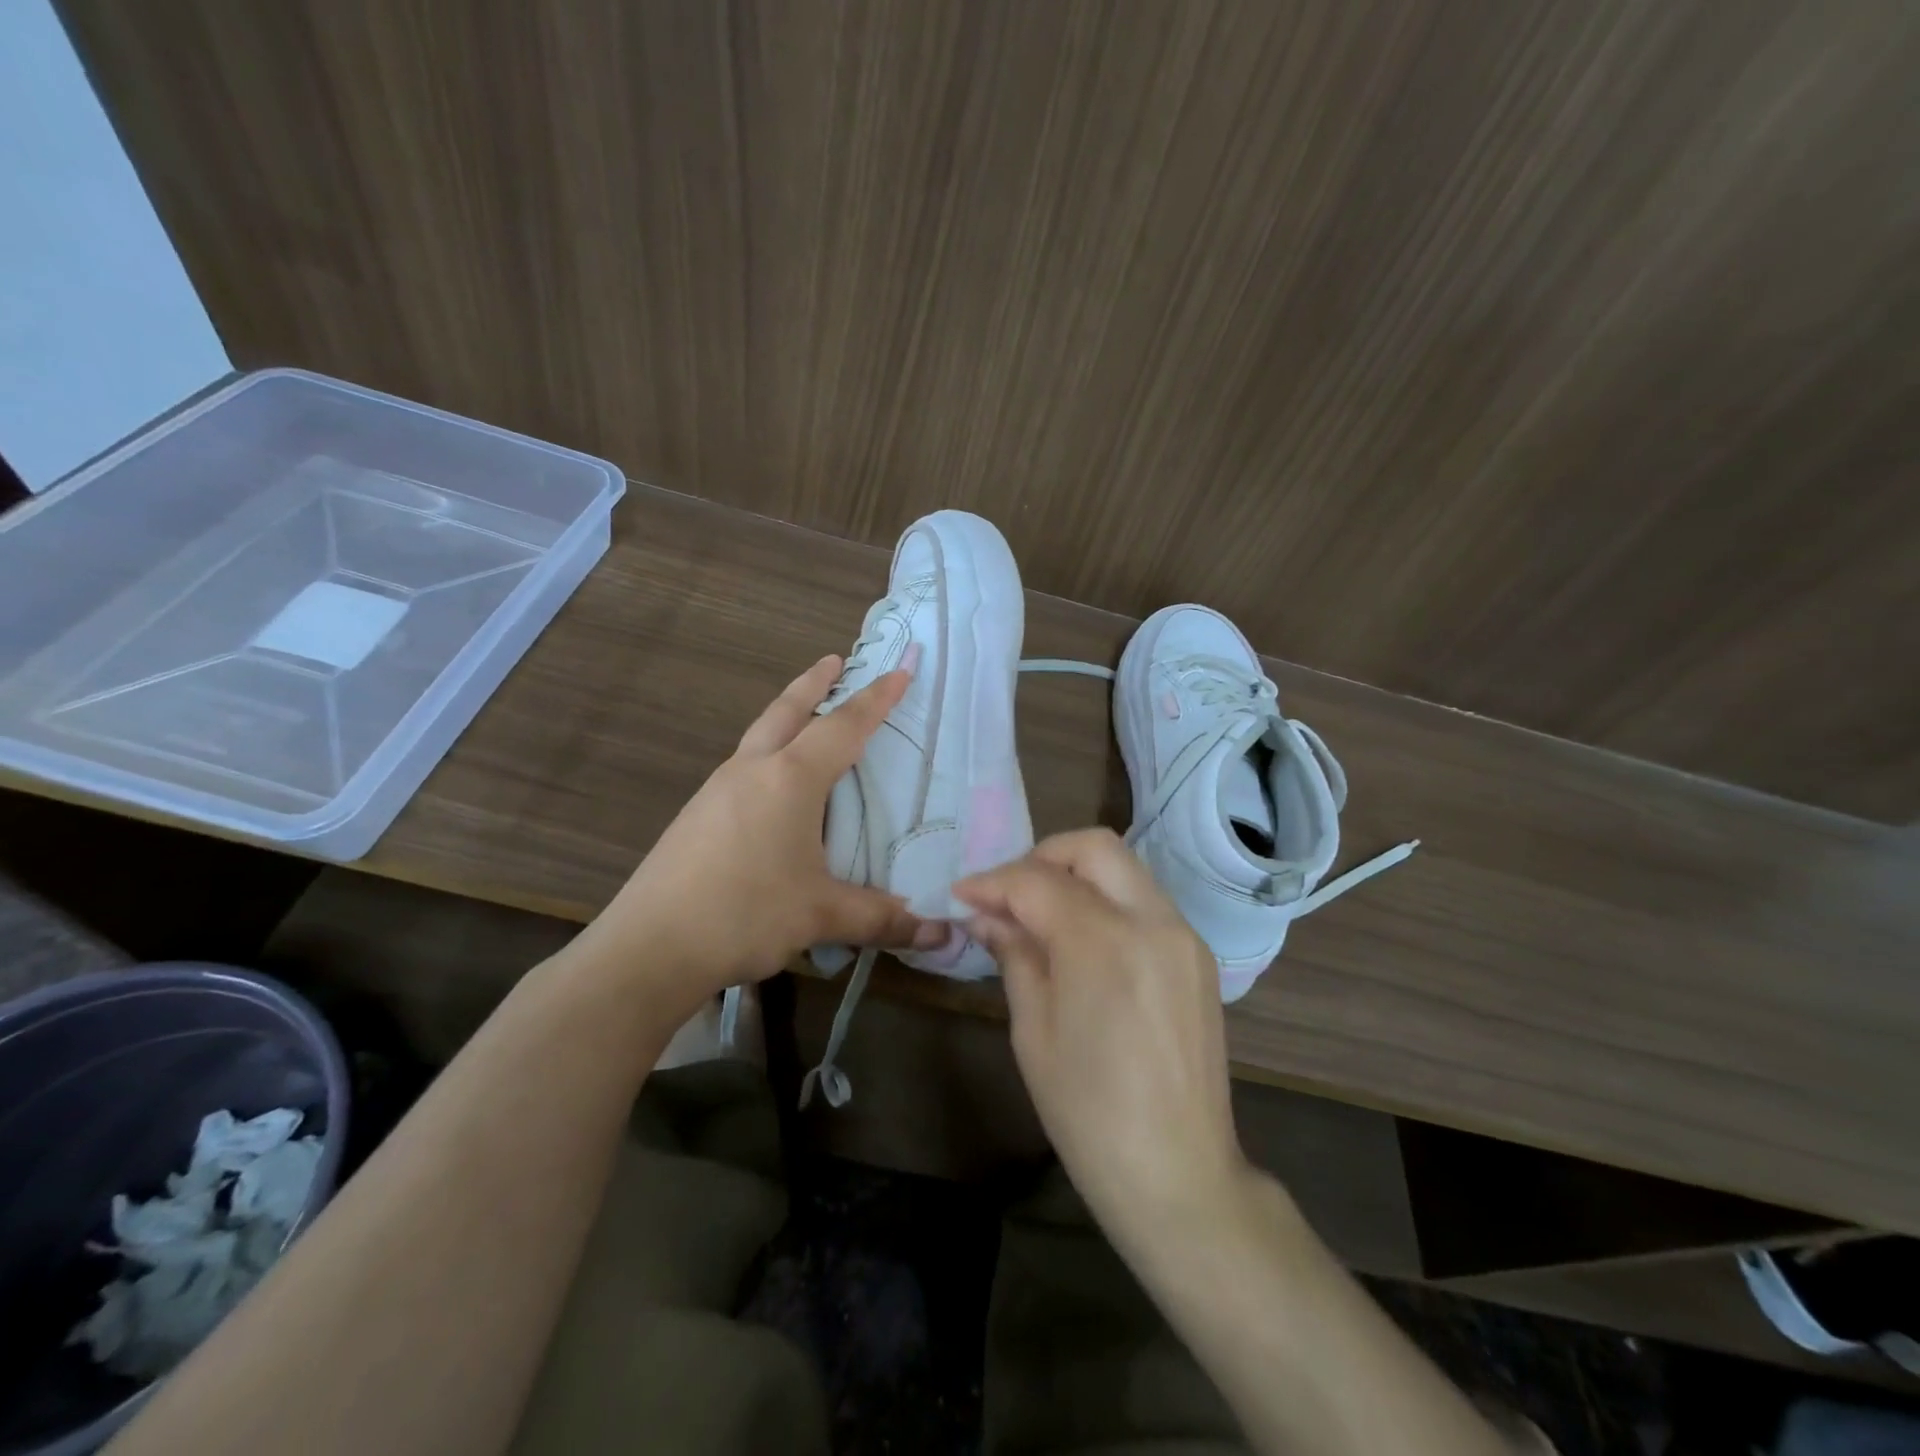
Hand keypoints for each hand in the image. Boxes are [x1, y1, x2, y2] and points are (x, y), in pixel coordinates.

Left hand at [579, 655, 945, 1015]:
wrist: (650, 946)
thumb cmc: (745, 914)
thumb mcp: (822, 915)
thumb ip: (883, 918)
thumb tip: (941, 934)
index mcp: (789, 779)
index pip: (843, 727)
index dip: (876, 699)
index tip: (899, 671)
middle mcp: (751, 770)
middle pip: (787, 710)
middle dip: (814, 682)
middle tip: (835, 660)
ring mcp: (716, 790)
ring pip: (759, 735)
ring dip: (787, 715)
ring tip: (807, 718)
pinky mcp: (696, 815)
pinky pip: (742, 766)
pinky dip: (767, 753)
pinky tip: (771, 785)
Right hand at [954, 829, 1251, 1245]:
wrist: (1178, 1174)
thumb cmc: (1088, 1113)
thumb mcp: (1033, 1031)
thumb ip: (1014, 955)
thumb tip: (987, 915)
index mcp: (1105, 943)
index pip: (1037, 882)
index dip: (993, 882)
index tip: (963, 895)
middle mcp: (1153, 921)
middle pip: (1094, 847)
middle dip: (1041, 857)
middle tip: (1007, 894)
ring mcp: (1183, 935)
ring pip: (1124, 868)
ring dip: (1076, 875)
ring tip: (1038, 913)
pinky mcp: (1198, 955)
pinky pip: (1145, 900)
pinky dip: (1106, 900)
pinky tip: (1081, 938)